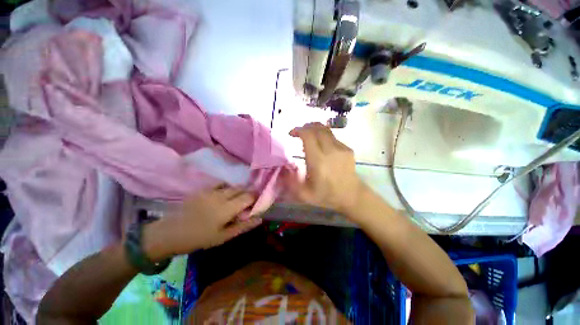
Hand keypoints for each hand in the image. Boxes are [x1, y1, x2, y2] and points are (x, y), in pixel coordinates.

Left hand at [143, 185, 262, 260]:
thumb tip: (260, 219)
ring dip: (238, 191)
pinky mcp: (203, 189)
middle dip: (248, 193)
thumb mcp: (223, 237)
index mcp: (227, 208)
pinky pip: (220, 184)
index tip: (257, 203)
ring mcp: (211, 190)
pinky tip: (224, 195)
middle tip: (247, 203)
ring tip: (236, 199)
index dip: (256, 198)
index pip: (249, 196)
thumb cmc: (199, 238)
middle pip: (241, 189)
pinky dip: (227, 187)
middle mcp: (221, 195)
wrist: (169, 233)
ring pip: (232, 186)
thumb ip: (243, 226)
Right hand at [288, 122, 368, 215]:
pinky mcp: (347, 149)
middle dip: (305, 127)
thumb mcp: (304, 194)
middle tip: (299, 133)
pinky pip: (333, 137)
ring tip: (308, 135)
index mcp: (318, 161)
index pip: (308, 135)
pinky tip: (321, 145)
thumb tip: (283, 169)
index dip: (298, 130)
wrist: (352, 196)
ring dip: (314, 129)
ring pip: (326, 130)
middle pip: (317, 129)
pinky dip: (323, 136)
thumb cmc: (327, 195)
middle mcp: (330, 151)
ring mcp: (341, 148)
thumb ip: (291, 182)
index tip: (291, 134)